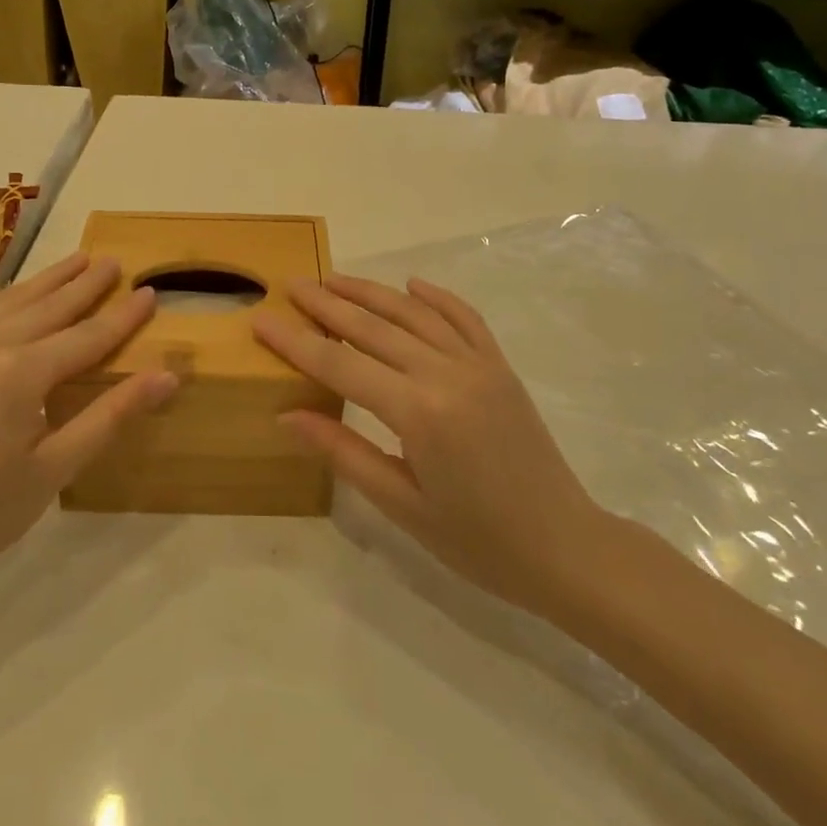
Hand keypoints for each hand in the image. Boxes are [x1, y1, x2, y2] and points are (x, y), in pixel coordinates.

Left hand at [0, 253, 176, 617]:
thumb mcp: (55, 469)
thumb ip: (111, 415)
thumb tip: (167, 376)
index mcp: (21, 373)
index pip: (87, 336)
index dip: (122, 316)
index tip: (149, 291)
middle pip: (49, 307)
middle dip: (86, 284)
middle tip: (115, 261)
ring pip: (11, 300)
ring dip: (48, 280)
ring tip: (77, 259)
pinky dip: (5, 295)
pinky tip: (16, 294)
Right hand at [254, 275, 606, 617]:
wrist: (565, 547)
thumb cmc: (477, 540)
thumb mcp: (401, 505)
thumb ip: (344, 452)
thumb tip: (288, 416)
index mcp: (418, 412)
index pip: (341, 365)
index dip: (296, 342)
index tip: (261, 319)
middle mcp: (447, 373)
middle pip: (373, 328)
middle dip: (327, 305)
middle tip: (291, 285)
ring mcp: (479, 364)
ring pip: (415, 314)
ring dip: (371, 292)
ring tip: (334, 279)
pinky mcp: (500, 367)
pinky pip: (465, 319)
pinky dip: (436, 298)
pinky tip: (412, 285)